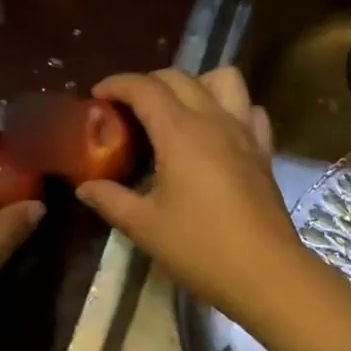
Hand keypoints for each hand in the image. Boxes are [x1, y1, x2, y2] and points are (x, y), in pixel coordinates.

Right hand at [75, 68, 304, 325]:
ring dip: (196, 83)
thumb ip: (111, 200)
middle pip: (179, 77)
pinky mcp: (264, 150)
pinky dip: (231, 108)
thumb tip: (85, 187)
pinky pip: (250, 110)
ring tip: (177, 110)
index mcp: (180, 132)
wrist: (265, 273)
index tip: (97, 97)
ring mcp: (245, 132)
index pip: (144, 87)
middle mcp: (214, 120)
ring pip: (224, 79)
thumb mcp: (145, 226)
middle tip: (127, 109)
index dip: (116, 85)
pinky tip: (217, 132)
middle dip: (148, 83)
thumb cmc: (200, 248)